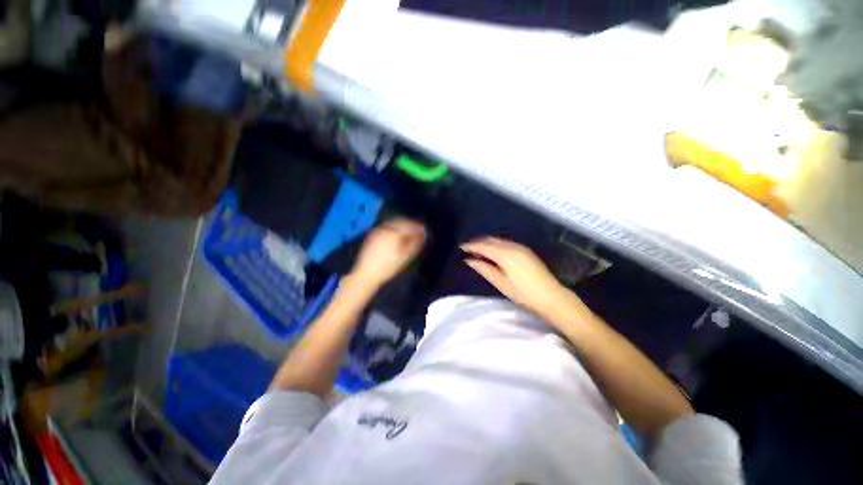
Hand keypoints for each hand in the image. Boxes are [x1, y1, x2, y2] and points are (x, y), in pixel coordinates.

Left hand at [351, 219, 426, 288]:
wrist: (366, 274)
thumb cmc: (387, 267)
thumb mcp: (405, 257)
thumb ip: (415, 244)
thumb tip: (423, 235)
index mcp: (394, 233)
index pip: (409, 226)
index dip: (418, 228)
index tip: (424, 230)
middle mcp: (385, 229)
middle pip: (401, 222)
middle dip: (410, 225)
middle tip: (417, 230)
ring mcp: (377, 232)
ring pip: (392, 224)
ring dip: (402, 226)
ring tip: (408, 233)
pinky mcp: (372, 236)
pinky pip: (385, 228)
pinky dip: (393, 229)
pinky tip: (396, 236)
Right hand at [462, 237, 568, 315]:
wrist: (551, 296)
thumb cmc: (523, 293)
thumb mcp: (500, 282)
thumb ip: (484, 269)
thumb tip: (469, 261)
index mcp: (504, 254)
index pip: (483, 246)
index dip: (471, 246)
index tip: (460, 247)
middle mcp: (512, 246)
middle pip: (491, 240)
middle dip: (478, 242)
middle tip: (467, 248)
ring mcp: (520, 247)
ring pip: (499, 240)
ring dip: (487, 242)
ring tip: (477, 249)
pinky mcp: (525, 251)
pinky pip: (506, 243)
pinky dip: (496, 244)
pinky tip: (493, 251)